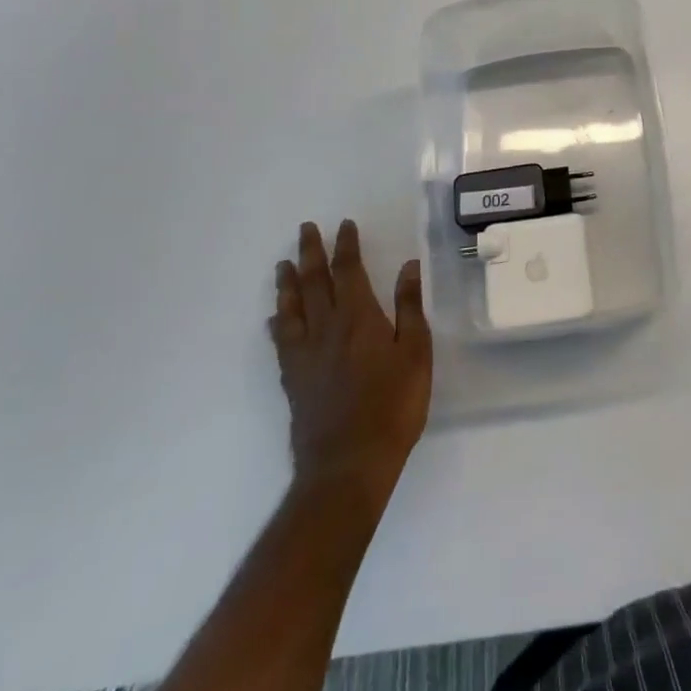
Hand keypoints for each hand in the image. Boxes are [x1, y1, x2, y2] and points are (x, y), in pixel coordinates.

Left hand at [270, 220, 431, 501]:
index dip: (346, 246)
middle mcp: (326, 328)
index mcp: (358, 317)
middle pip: (314, 282)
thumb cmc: (393, 405)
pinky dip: (278, 323)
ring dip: (288, 283)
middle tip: (305, 229)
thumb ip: (408, 307)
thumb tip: (408, 266)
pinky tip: (275, 319)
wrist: (348, 464)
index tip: (344, 225)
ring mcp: (305, 355)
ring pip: (292, 308)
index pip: (348, 271)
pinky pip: (281, 342)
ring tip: (283, 264)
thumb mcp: (416, 352)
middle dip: (311, 253)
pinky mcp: (294, 380)